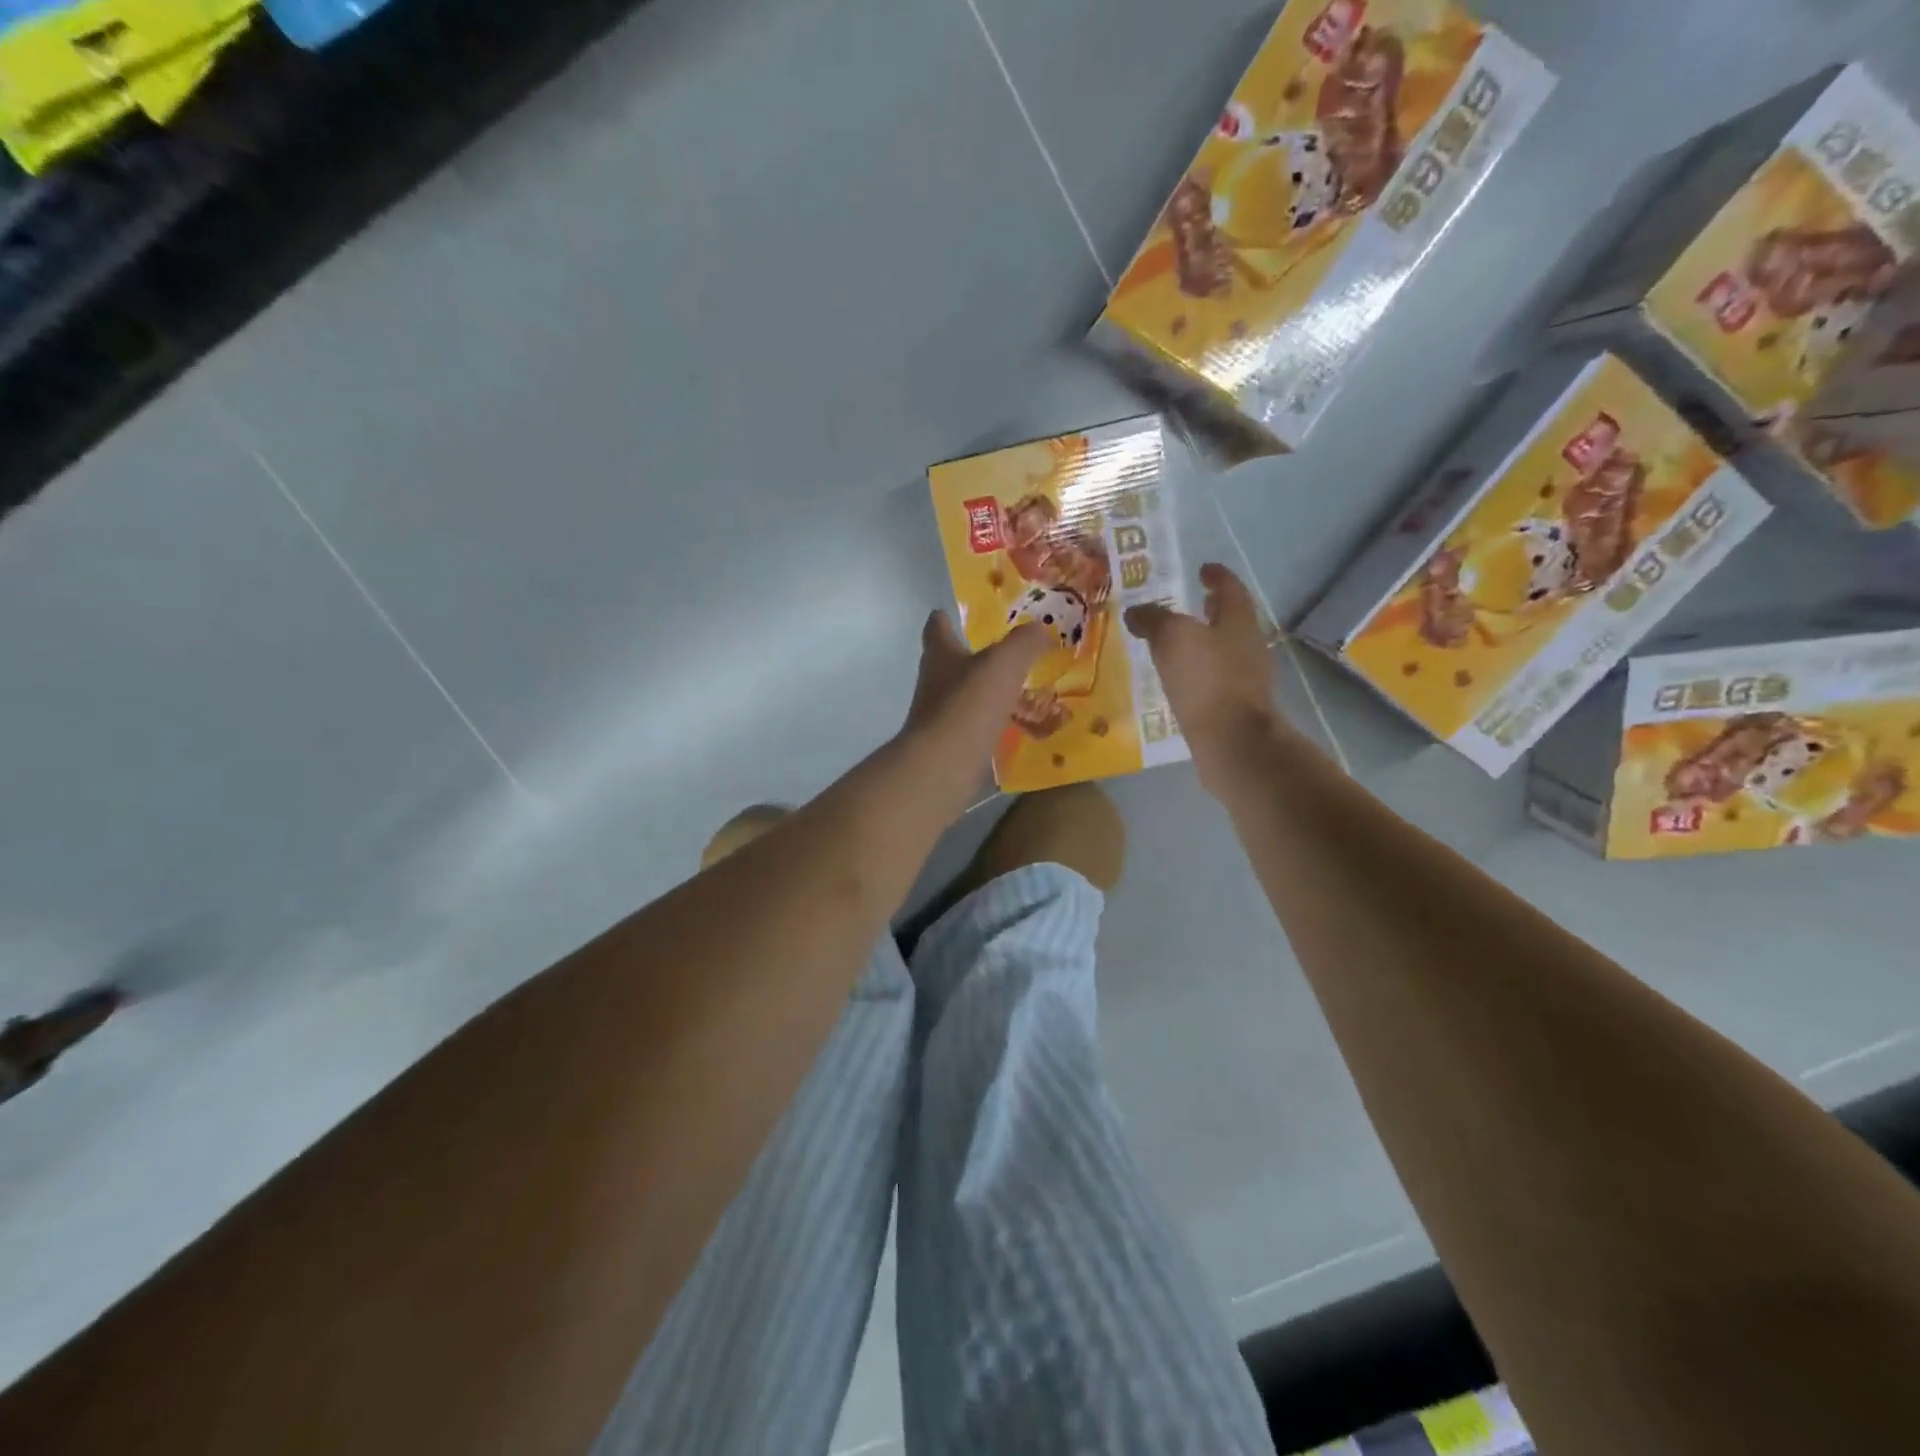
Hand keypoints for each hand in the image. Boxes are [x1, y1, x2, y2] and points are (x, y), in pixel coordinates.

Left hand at [902, 611, 1046, 772]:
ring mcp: (940, 716)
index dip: (946, 619)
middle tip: (1006, 653)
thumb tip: (1041, 628)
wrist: (944, 765)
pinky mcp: (950, 745)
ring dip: (986, 693)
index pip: (937, 627)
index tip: (956, 615)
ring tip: (1020, 691)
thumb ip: (1025, 642)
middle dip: (973, 657)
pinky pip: (975, 728)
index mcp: (940, 654)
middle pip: (950, 662)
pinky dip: (992, 725)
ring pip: (964, 696)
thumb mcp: (1005, 663)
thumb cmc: (969, 704)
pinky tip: (1017, 727)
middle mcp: (934, 682)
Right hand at [1124, 563, 1284, 777]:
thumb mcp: (1172, 638)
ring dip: (1203, 642)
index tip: (1204, 569)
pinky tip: (1178, 679)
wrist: (1232, 740)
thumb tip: (1136, 612)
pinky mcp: (1234, 706)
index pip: (1230, 588)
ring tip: (1175, 643)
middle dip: (1212, 610)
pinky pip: (1214, 678)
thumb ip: (1153, 620)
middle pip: (1230, 619)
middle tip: (1193, 603)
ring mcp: (1244, 678)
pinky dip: (1198, 672)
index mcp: (1238, 620)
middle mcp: (1247, 645)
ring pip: (1222, 649)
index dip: (1216, 576)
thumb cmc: (1206, 679)